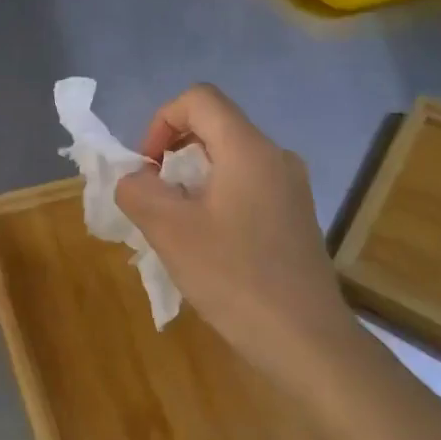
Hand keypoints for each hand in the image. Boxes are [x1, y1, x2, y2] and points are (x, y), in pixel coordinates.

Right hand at [114, 83, 360, 373]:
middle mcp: (275, 157)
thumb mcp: (169, 230)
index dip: (161, 121)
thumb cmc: (234, 277)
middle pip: (213, 127)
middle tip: (153, 198)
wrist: (305, 340)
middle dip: (172, 153)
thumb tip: (134, 179)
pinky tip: (206, 244)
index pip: (199, 99)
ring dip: (190, 180)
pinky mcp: (294, 216)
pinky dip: (214, 199)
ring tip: (174, 225)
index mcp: (248, 150)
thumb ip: (138, 191)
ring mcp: (290, 188)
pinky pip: (245, 187)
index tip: (147, 168)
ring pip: (228, 160)